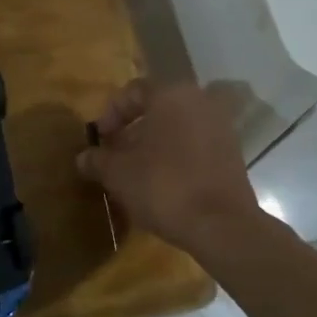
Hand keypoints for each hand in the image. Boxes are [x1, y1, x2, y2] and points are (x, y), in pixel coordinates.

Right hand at [75, 79, 259, 253]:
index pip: (133, 91)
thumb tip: (83, 158)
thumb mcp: (118, 173)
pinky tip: (162, 183)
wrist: (221, 225)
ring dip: (154, 144)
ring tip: (135, 172)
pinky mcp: (232, 153)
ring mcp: (220, 127)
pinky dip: (176, 156)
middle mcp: (199, 101)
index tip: (100, 139)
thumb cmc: (164, 186)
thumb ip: (98, 160)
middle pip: (157, 109)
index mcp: (171, 95)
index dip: (110, 114)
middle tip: (115, 154)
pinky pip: (195, 145)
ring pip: (177, 127)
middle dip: (132, 130)